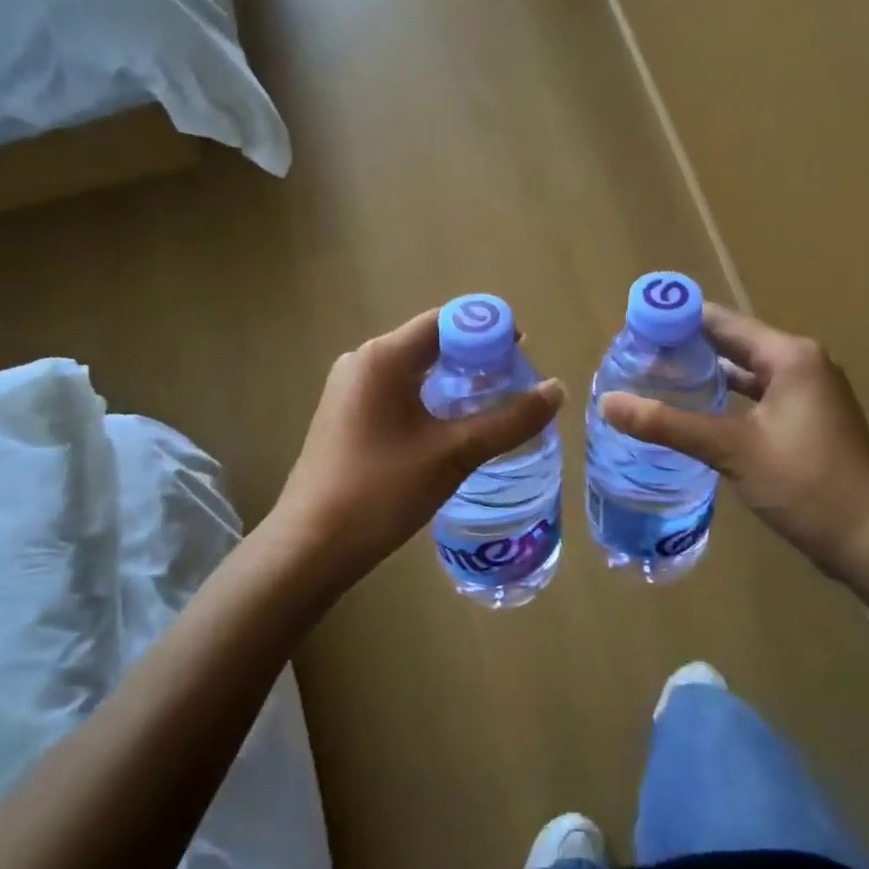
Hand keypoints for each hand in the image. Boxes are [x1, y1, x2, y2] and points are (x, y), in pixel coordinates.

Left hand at [267, 309, 564, 591]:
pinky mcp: (346, 415)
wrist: (311, 547)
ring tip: (493, 406)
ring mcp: (349, 389)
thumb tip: (557, 390)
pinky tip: (452, 427)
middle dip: (476, 357)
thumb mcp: (453, 455)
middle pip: (431, 342)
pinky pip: (398, 391)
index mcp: (383, 358)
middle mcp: (362, 362)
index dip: (489, 329)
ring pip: (415, 369)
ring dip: (454, 380)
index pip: (446, 321)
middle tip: (515, 383)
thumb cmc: (381, 492)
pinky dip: (430, 398)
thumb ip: (508, 421)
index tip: (523, 354)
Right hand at [600, 303, 868, 582]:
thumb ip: (668, 423)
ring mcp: (809, 394)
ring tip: (656, 380)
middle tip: (635, 358)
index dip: (676, 320)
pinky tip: (696, 412)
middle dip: (686, 348)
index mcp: (789, 355)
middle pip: (733, 343)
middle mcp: (802, 363)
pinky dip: (727, 399)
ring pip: (746, 372)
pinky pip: (758, 396)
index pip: (720, 321)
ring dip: (706, 374)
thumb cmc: (806, 485)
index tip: (632, 329)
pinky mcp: (808, 421)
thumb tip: (608, 402)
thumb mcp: (732, 450)